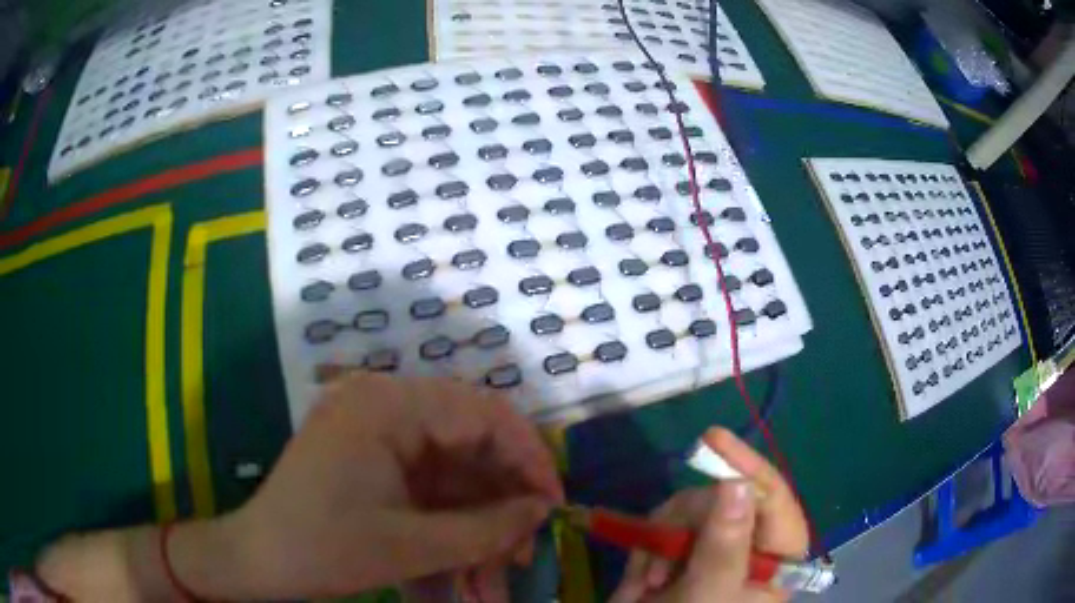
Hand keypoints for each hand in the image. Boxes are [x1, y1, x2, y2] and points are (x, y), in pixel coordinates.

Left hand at [200, 371, 563, 599]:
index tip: (553, 505)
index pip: (483, 412)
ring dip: (482, 514)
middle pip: (472, 439)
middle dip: (505, 495)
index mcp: (387, 405)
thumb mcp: (411, 547)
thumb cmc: (323, 548)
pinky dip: (455, 516)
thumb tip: (543, 509)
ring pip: (455, 466)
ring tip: (500, 565)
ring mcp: (377, 430)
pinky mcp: (375, 457)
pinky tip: (469, 553)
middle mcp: (385, 404)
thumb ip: (486, 528)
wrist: (259, 560)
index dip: (528, 457)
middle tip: (526, 546)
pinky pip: (431, 481)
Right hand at [610, 428, 808, 602]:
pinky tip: (641, 582)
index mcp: (776, 556)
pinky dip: (646, 551)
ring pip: (688, 510)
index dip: (747, 465)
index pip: (774, 498)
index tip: (711, 440)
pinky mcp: (683, 552)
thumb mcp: (709, 594)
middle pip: (722, 500)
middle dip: (684, 523)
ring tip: (648, 582)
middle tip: (664, 559)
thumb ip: (724, 546)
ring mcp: (715, 548)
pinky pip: (662, 528)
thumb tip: (736, 484)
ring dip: (658, 542)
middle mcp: (750, 545)